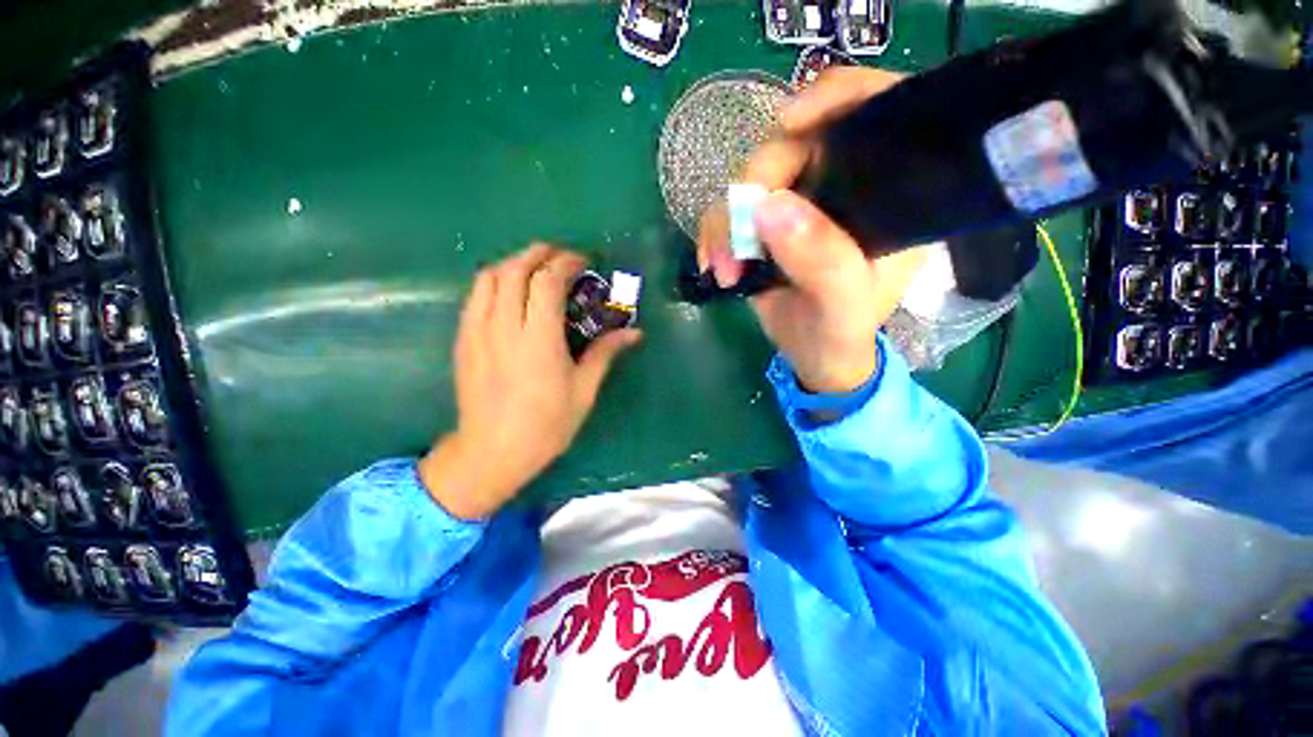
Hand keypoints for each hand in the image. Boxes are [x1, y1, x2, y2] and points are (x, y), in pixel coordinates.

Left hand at [419, 244, 641, 519]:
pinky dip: (495, 282)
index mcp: (538, 338)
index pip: (546, 281)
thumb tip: (635, 333)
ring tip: (535, 269)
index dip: (565, 262)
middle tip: (560, 256)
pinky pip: (475, 296)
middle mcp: (504, 326)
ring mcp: (477, 331)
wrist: (493, 451)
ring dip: (514, 263)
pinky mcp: (463, 340)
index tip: (582, 262)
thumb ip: (605, 353)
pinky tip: (510, 294)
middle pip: (514, 269)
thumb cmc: (546, 424)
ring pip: (489, 277)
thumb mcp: (583, 390)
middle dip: (538, 253)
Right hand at [697, 67, 926, 393]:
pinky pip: (729, 209)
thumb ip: (821, 260)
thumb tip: (767, 205)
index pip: (874, 112)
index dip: (834, 98)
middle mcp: (843, 185)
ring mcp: (799, 202)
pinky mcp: (766, 222)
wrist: (814, 355)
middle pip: (793, 144)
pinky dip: (714, 234)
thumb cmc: (842, 333)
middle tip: (737, 242)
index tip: (789, 123)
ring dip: (726, 221)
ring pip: (751, 179)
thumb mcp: (843, 305)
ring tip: (724, 269)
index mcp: (888, 194)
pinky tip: (714, 264)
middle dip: (754, 187)